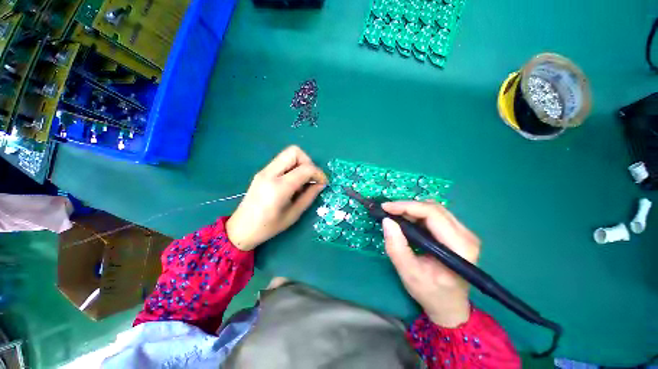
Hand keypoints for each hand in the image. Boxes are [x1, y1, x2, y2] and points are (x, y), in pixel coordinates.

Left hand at [226, 146, 326, 250]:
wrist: (241, 228)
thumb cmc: (269, 226)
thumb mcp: (294, 214)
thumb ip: (309, 196)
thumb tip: (320, 184)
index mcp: (279, 187)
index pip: (305, 168)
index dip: (318, 173)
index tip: (323, 183)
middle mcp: (270, 174)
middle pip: (294, 152)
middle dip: (308, 162)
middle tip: (311, 178)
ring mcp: (264, 171)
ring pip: (288, 154)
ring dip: (300, 164)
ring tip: (302, 181)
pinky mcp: (262, 172)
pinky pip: (282, 162)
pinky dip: (292, 167)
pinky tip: (293, 183)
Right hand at [382, 201, 479, 327]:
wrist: (449, 306)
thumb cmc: (430, 293)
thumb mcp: (408, 273)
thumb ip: (396, 247)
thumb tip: (387, 221)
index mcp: (459, 247)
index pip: (432, 214)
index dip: (407, 206)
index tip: (385, 207)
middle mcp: (467, 236)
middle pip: (434, 208)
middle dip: (407, 207)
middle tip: (388, 212)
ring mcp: (465, 233)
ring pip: (434, 209)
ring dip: (412, 210)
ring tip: (395, 216)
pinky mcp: (458, 233)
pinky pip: (435, 215)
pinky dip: (418, 215)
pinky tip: (407, 221)